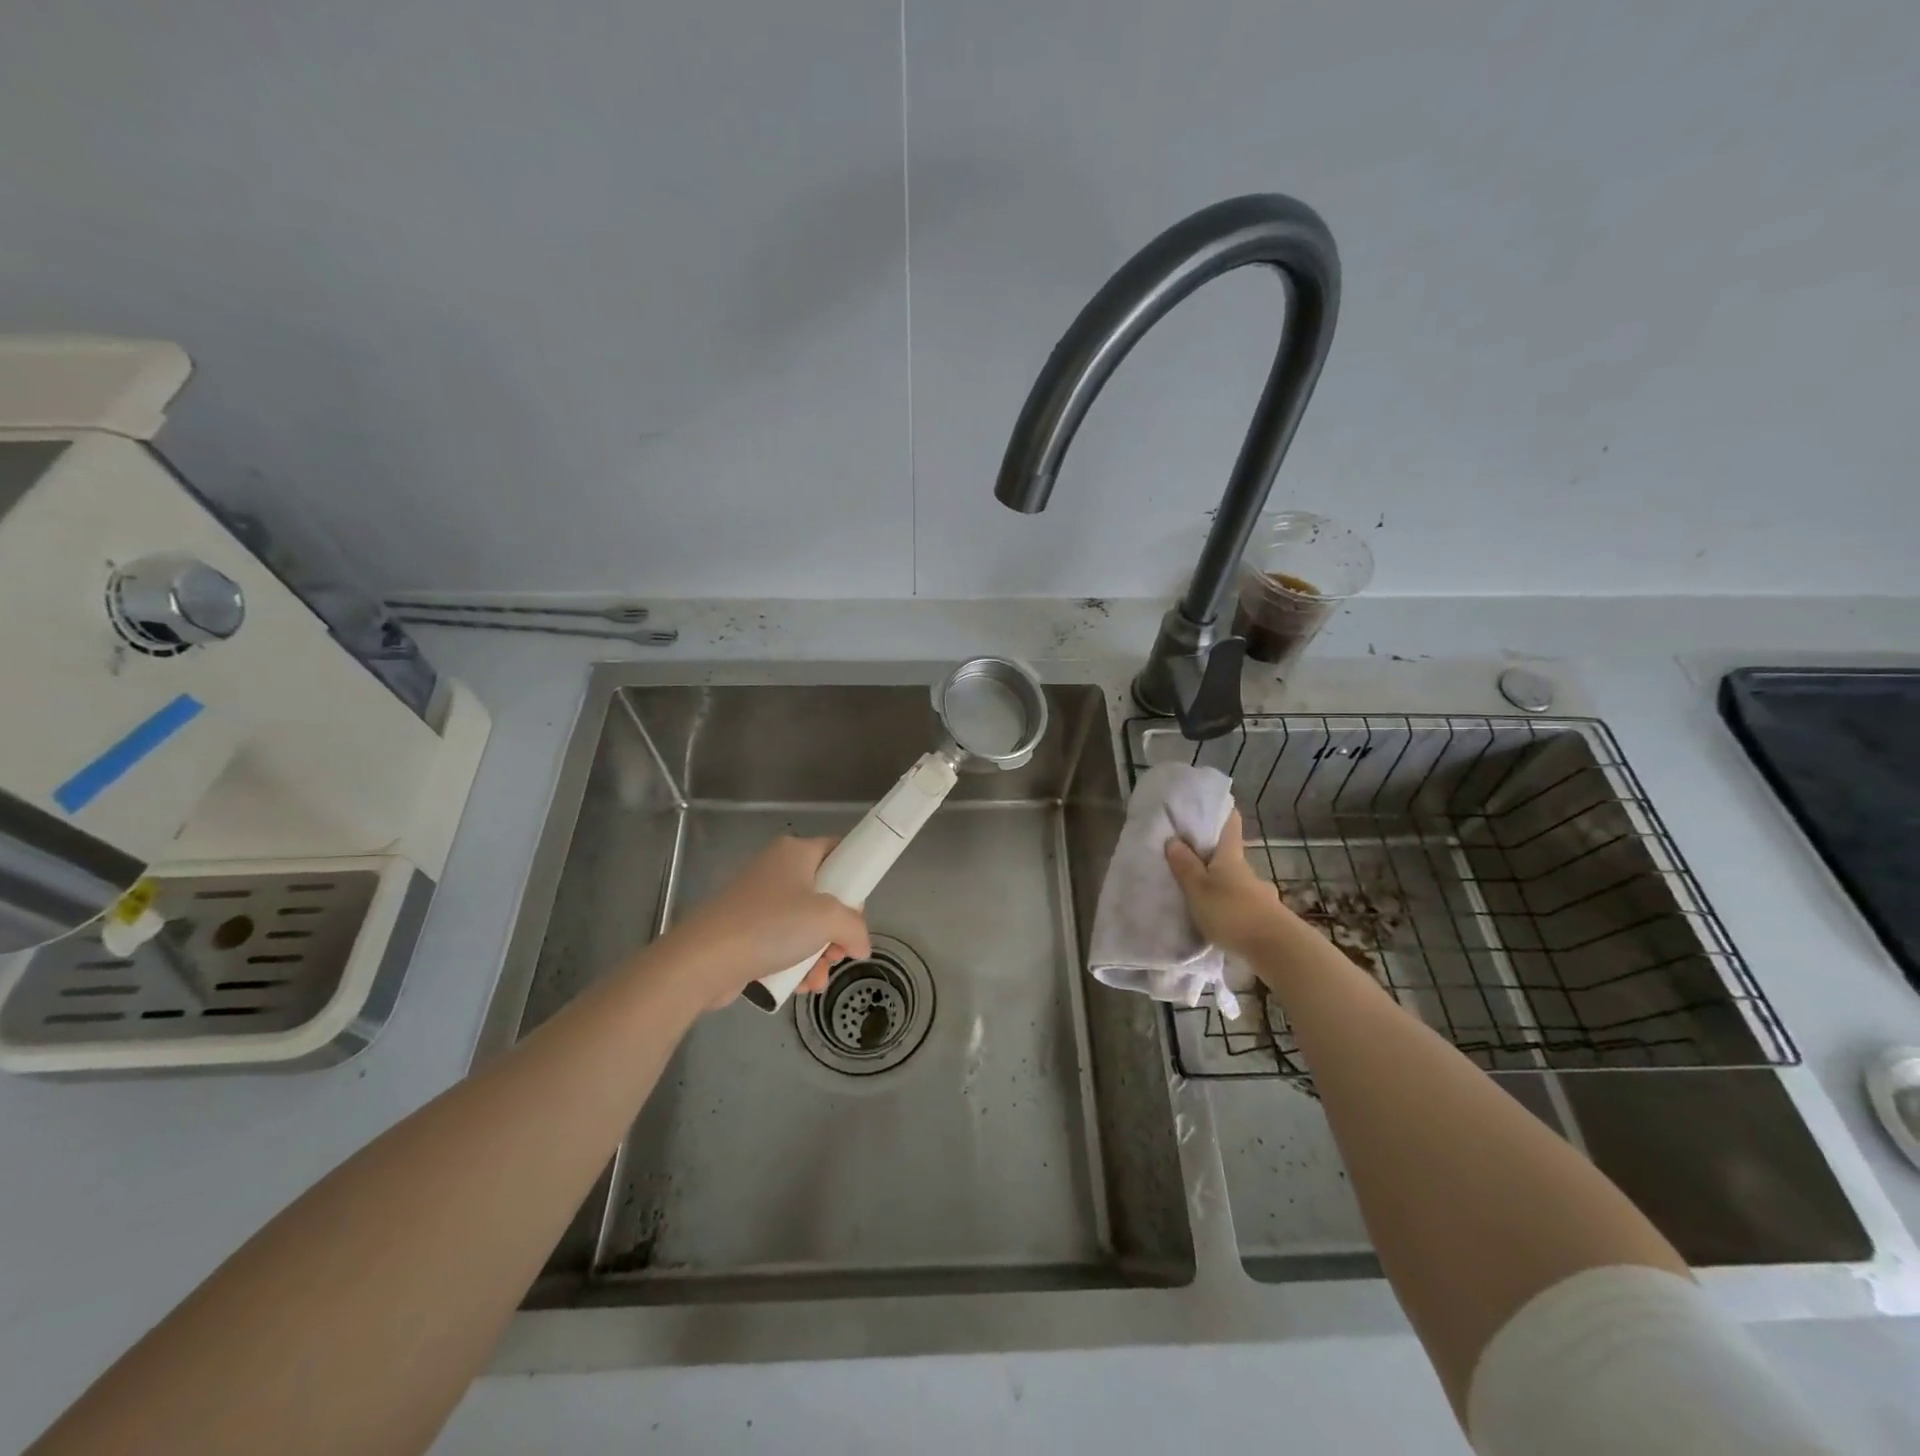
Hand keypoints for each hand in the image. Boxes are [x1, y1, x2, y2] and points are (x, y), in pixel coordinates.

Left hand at [666, 836, 871, 1006]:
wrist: (704, 960)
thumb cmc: (771, 925)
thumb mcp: (827, 919)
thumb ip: (855, 928)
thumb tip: (860, 946)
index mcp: (795, 852)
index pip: (838, 850)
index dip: (855, 877)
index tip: (860, 908)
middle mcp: (776, 869)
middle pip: (824, 894)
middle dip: (837, 929)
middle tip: (840, 950)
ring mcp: (758, 901)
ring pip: (805, 924)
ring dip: (819, 954)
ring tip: (819, 978)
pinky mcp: (744, 931)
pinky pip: (782, 942)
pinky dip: (796, 963)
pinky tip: (801, 985)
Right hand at [1164, 808, 1291, 960]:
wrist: (1276, 949)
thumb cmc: (1232, 912)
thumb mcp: (1198, 889)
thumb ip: (1185, 866)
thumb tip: (1173, 839)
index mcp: (1231, 858)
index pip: (1231, 827)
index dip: (1225, 813)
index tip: (1219, 803)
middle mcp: (1248, 872)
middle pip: (1232, 857)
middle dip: (1216, 857)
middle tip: (1194, 859)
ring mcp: (1261, 896)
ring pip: (1239, 884)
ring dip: (1224, 885)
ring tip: (1204, 895)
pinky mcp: (1266, 919)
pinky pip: (1244, 906)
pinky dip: (1233, 908)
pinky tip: (1222, 920)